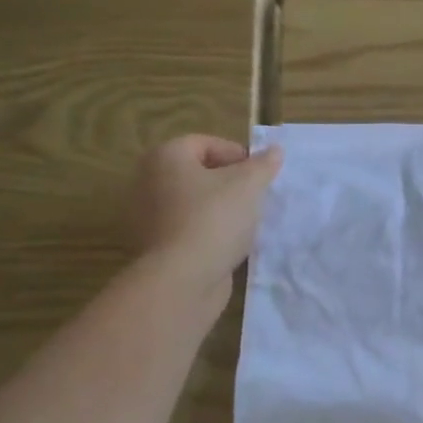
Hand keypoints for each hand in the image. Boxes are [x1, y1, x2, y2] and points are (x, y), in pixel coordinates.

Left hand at [132, 135, 281, 286]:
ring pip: (194, 202)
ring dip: (221, 207)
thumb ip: (263, 164)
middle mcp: (149, 181)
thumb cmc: (214, 219)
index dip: (237, 154)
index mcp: (166, 157)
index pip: (206, 143)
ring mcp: (148, 215)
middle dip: (230, 182)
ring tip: (247, 221)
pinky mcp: (155, 245)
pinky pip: (189, 227)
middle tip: (256, 196)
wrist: (183, 279)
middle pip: (198, 172)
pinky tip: (230, 242)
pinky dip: (209, 230)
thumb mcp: (249, 185)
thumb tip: (274, 150)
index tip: (260, 175)